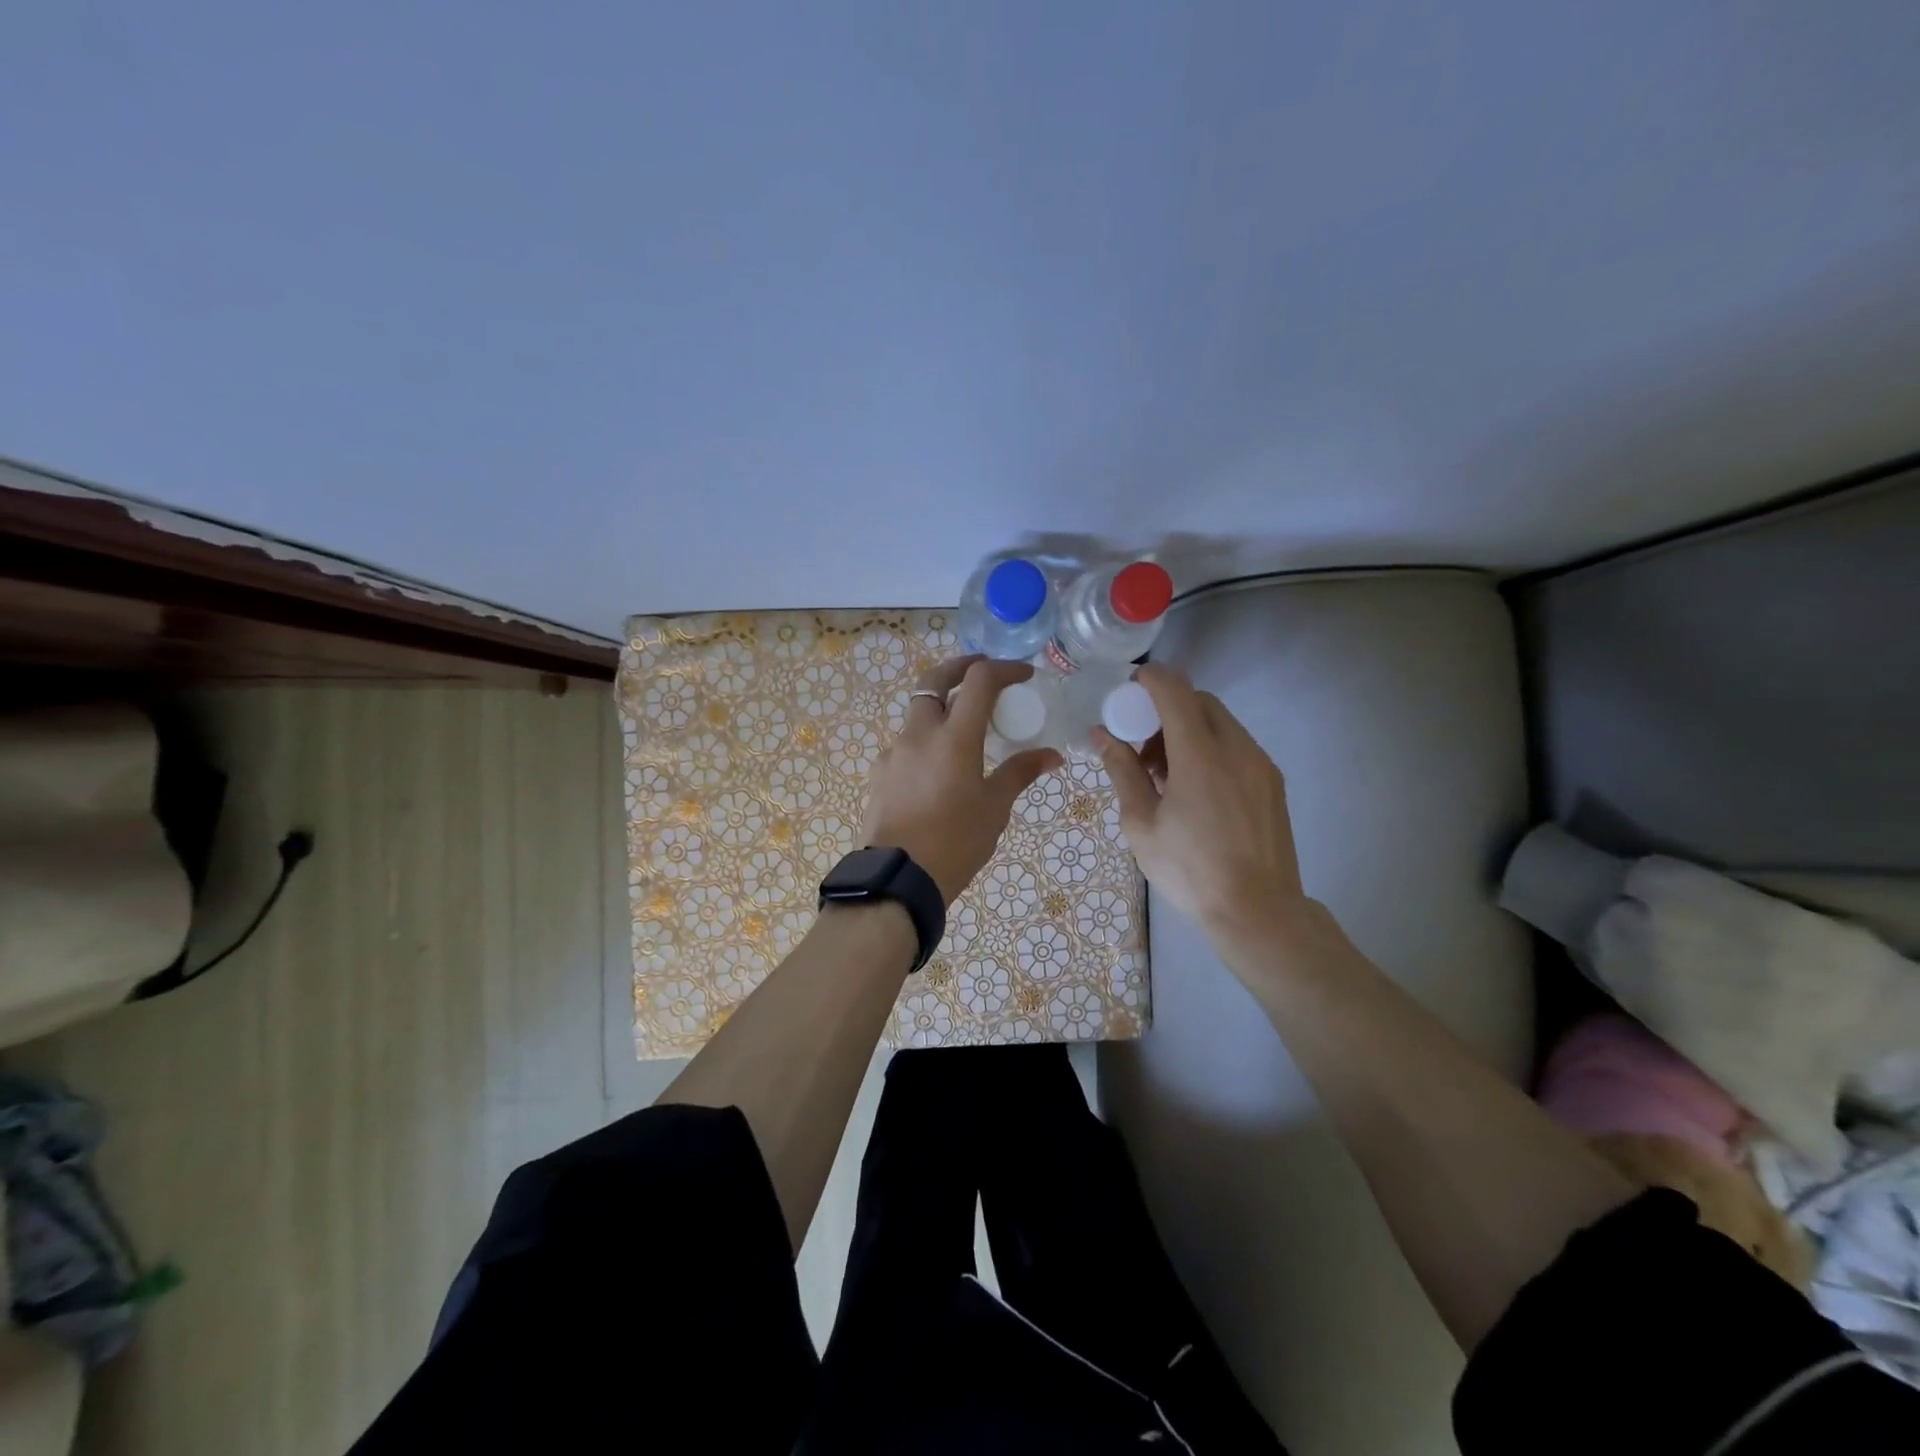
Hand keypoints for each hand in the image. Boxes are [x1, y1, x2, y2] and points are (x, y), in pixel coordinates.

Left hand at [862, 656, 1062, 903]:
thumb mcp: (994, 808)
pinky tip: (938, 766)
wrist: (898, 878)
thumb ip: (1020, 773)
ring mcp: (894, 752)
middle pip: (934, 680)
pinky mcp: (879, 772)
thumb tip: (1052, 756)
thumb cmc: (955, 842)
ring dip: (941, 706)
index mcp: (954, 737)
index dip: (1004, 669)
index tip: (1024, 674)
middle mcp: (919, 733)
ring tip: (964, 726)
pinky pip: (906, 743)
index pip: (979, 681)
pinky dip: (925, 739)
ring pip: (918, 712)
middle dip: (960, 667)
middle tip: (982, 669)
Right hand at [1093, 664, 1312, 951]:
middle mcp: (1236, 748)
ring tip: (1165, 772)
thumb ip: (1122, 771)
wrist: (1258, 912)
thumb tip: (1101, 734)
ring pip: (1220, 723)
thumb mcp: (1141, 824)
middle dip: (1165, 709)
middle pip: (1199, 701)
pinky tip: (1194, 788)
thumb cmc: (1189, 871)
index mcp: (1200, 756)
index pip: (1174, 690)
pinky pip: (1236, 745)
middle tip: (1140, 744)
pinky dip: (1210, 748)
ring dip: (1188, 729)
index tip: (1126, 693)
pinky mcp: (1272, 782)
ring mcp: (1260, 764)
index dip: (1148, 680)